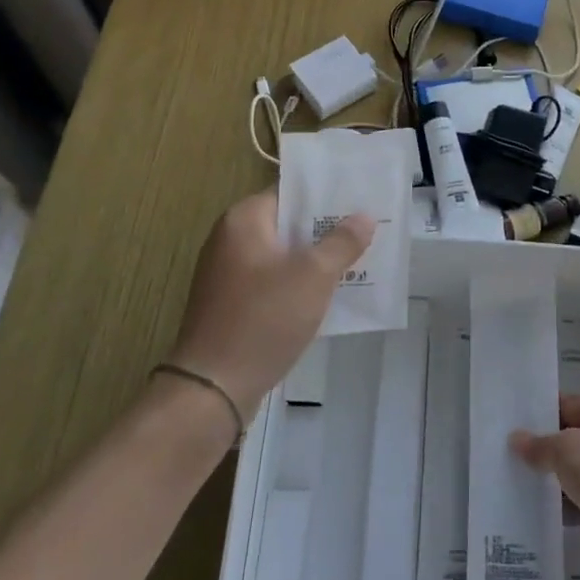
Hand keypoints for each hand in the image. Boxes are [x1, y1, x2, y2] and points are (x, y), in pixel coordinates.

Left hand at [168, 191, 373, 415]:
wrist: (213, 388)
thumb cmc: (264, 318)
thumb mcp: (314, 276)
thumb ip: (342, 242)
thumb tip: (364, 216)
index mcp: (244, 220)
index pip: (290, 192)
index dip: (326, 195)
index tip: (359, 200)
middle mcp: (230, 239)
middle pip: (287, 223)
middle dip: (325, 229)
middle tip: (366, 231)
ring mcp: (227, 274)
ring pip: (282, 255)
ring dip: (314, 259)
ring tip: (357, 260)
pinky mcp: (231, 304)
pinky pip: (272, 282)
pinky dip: (297, 284)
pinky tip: (328, 295)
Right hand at [510, 394, 579, 556]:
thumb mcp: (565, 450)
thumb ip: (538, 445)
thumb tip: (515, 439)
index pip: (567, 404)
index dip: (540, 413)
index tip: (511, 425)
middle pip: (573, 437)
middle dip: (545, 448)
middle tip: (509, 457)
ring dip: (556, 479)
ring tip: (518, 485)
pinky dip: (569, 505)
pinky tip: (542, 513)